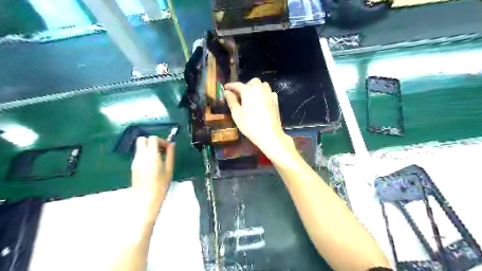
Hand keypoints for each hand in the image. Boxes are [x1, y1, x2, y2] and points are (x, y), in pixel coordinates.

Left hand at [131, 136, 175, 222]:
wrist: (146, 199)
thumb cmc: (160, 185)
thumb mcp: (169, 169)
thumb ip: (170, 154)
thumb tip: (172, 144)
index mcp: (151, 155)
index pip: (153, 138)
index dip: (161, 140)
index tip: (168, 147)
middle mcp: (141, 156)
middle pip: (143, 139)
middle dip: (152, 141)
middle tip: (161, 149)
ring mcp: (135, 161)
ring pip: (140, 147)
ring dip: (149, 148)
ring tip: (159, 158)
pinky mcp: (133, 167)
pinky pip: (139, 155)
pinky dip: (146, 154)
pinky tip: (153, 164)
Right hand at [225, 77, 293, 159]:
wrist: (270, 134)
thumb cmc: (250, 125)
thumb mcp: (237, 114)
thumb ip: (231, 101)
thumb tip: (226, 92)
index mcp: (249, 91)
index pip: (237, 85)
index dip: (230, 86)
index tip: (225, 88)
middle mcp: (260, 89)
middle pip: (252, 82)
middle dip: (245, 85)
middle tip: (240, 95)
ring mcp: (269, 94)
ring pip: (262, 85)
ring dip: (256, 88)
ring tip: (251, 97)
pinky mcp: (275, 101)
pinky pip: (269, 92)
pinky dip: (264, 93)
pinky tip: (261, 102)